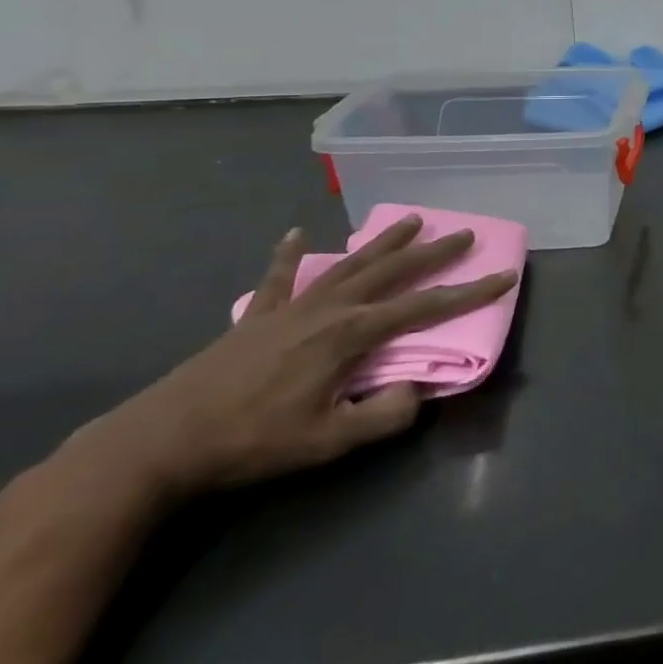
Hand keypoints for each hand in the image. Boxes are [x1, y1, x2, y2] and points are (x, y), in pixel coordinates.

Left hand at [67, 217, 518, 501]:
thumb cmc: (251, 443)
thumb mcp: (328, 443)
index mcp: (352, 334)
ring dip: (383, 242)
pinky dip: (290, 256)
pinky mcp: (256, 317)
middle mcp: (330, 309)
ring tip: (412, 219)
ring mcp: (291, 308)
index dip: (470, 292)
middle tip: (465, 234)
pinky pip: (279, 278)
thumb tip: (419, 390)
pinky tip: (297, 234)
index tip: (504, 276)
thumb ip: (384, 416)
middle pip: (393, 272)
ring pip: (350, 265)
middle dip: (434, 252)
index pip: (426, 307)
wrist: (157, 444)